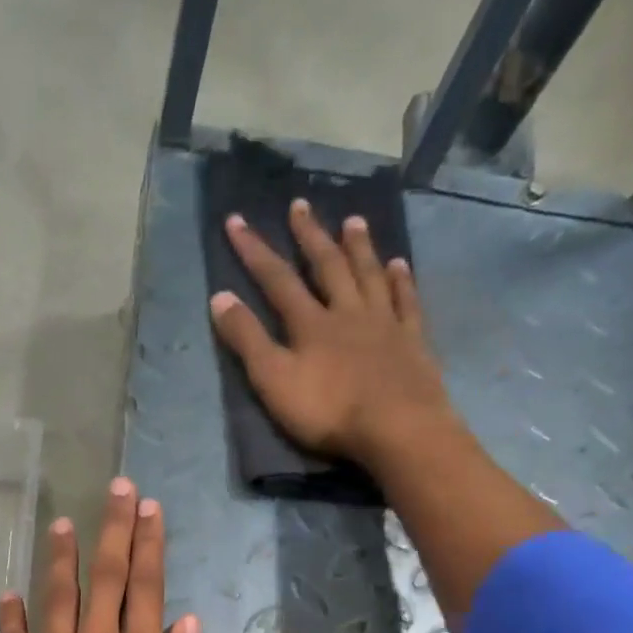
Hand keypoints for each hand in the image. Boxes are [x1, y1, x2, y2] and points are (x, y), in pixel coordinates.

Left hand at [0, 479, 229, 632]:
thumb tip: (185, 625)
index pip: (148, 588)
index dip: (150, 544)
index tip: (149, 507)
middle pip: (105, 580)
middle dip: (113, 531)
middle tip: (115, 490)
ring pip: (55, 602)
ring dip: (60, 560)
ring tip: (60, 523)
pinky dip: (11, 619)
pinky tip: (8, 595)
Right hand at [208, 199, 449, 467]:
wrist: (397, 428)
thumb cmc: (328, 411)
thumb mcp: (274, 381)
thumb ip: (247, 340)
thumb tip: (219, 297)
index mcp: (310, 324)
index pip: (276, 280)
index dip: (254, 251)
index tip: (236, 220)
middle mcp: (347, 313)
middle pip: (327, 267)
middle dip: (310, 236)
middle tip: (300, 205)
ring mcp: (384, 324)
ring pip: (368, 276)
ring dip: (358, 247)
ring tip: (353, 221)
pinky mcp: (412, 342)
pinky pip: (406, 302)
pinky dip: (401, 281)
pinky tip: (399, 265)